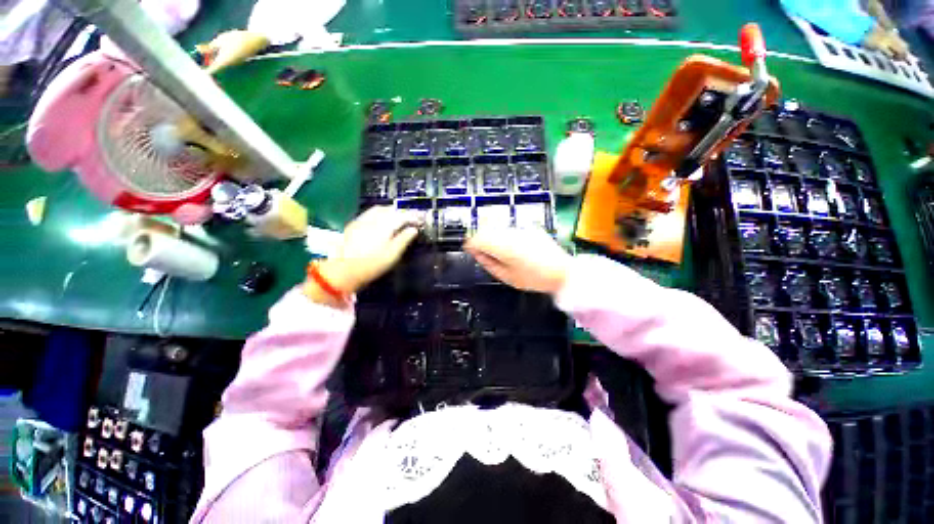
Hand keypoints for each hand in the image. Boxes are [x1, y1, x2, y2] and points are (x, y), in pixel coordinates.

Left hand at [311, 206, 418, 295]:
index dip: (413, 216)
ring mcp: (361, 220)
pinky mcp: (354, 224)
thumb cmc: (371, 265)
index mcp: (384, 226)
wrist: (342, 271)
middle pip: (390, 209)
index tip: (421, 219)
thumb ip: (404, 240)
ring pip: (379, 209)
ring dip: (391, 210)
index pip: (402, 216)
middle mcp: (372, 219)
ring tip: (399, 217)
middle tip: (411, 218)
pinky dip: (380, 213)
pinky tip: (382, 221)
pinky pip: (370, 213)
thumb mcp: (392, 255)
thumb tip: (414, 230)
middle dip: (402, 211)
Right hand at [464, 227, 571, 294]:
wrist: (562, 272)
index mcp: (503, 246)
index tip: (470, 251)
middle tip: (481, 253)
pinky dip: (505, 236)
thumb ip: (488, 263)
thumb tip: (476, 253)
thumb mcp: (506, 276)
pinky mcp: (530, 228)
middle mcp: (510, 233)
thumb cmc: (534, 278)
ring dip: (492, 237)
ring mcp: (521, 229)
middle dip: (480, 240)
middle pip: (486, 230)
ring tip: (497, 252)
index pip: (478, 238)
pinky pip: (510, 229)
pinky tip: (511, 247)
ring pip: (498, 228)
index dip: (471, 244)